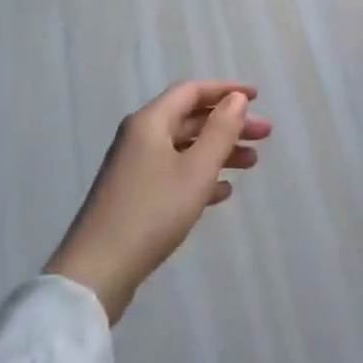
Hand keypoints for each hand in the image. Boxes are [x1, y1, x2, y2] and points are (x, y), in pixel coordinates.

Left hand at [46, 81, 270, 323]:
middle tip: (265, 135)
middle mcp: (140, 137)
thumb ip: (220, 131)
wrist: (96, 272)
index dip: (226, 90)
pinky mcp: (134, 195)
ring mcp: (134, 167)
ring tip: (252, 164)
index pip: (192, 91)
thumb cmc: (152, 212)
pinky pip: (174, 172)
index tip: (257, 97)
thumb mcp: (196, 170)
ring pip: (184, 147)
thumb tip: (236, 99)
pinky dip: (200, 174)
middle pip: (190, 119)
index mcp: (150, 122)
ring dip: (219, 150)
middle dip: (229, 124)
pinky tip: (223, 191)